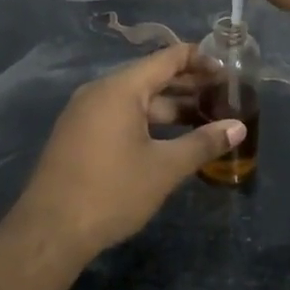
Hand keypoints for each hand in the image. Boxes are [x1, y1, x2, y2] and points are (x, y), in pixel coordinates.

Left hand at [8, 44, 244, 257]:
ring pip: (136, 101)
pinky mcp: (79, 135)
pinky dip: (148, 121)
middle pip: (151, 78)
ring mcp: (85, 113)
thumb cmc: (112, 192)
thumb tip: (239, 127)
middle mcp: (100, 92)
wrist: (50, 230)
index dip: (199, 60)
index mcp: (120, 89)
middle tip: (224, 96)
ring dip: (170, 107)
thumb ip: (203, 143)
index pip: (166, 58)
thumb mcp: (164, 168)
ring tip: (204, 118)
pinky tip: (170, 139)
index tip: (227, 70)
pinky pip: (120, 116)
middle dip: (188, 86)